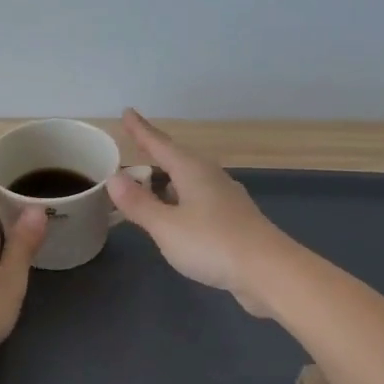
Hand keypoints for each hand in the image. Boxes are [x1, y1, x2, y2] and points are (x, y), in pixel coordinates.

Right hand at [107, 109, 289, 316]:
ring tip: (149, 182)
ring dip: (167, 179)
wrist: (269, 271)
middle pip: (177, 159)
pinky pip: (197, 200)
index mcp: (192, 171)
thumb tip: (114, 177)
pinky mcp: (233, 220)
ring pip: (189, 180)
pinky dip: (179, 200)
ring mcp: (225, 198)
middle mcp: (210, 177)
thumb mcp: (166, 225)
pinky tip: (177, 213)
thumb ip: (139, 203)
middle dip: (154, 154)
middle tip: (134, 147)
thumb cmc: (212, 243)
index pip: (160, 144)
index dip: (141, 130)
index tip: (127, 112)